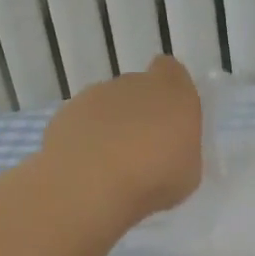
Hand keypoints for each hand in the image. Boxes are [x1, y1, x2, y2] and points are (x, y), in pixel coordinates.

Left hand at [40, 55, 203, 225]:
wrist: (88, 184)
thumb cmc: (153, 178)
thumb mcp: (189, 173)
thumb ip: (181, 151)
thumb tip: (170, 151)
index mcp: (173, 93)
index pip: (171, 71)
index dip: (170, 88)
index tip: (170, 113)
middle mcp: (134, 84)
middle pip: (139, 88)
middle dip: (140, 112)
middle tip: (143, 150)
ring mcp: (96, 96)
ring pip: (108, 105)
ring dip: (111, 126)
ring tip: (112, 165)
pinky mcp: (65, 113)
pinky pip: (82, 122)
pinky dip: (84, 139)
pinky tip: (87, 168)